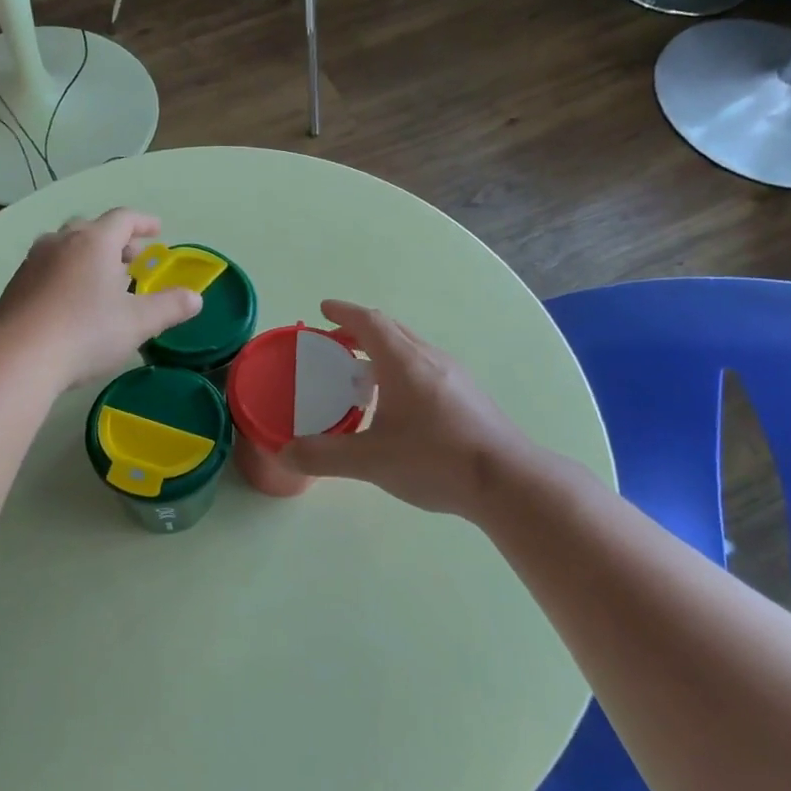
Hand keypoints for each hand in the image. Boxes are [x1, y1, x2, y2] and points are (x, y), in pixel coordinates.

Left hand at [0, 209, 202, 391]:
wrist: (18, 357)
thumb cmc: (86, 333)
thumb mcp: (138, 323)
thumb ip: (169, 307)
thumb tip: (196, 298)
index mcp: (94, 242)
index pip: (123, 218)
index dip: (143, 222)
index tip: (157, 230)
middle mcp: (61, 242)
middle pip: (91, 229)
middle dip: (115, 240)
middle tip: (132, 257)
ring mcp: (33, 263)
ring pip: (65, 247)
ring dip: (87, 256)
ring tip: (101, 279)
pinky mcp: (15, 286)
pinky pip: (47, 268)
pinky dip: (66, 274)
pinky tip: (71, 301)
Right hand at [282, 301, 540, 517]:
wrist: (507, 481)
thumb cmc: (435, 460)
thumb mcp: (371, 461)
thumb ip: (323, 456)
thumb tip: (283, 453)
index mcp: (404, 363)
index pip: (369, 322)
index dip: (343, 313)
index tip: (323, 309)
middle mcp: (430, 359)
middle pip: (391, 330)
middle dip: (359, 330)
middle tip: (334, 343)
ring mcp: (454, 376)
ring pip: (411, 349)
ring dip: (382, 351)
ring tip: (361, 375)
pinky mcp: (468, 396)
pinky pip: (425, 368)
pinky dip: (400, 370)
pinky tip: (397, 404)